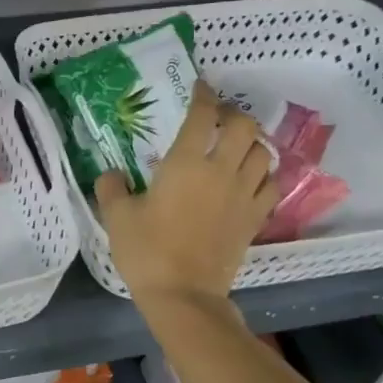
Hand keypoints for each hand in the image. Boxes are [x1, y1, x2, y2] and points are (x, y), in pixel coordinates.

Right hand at [95, 82, 278, 306]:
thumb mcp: (117, 217)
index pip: (203, 115)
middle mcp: (221, 170)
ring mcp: (244, 194)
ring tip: (235, 147)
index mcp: (186, 163)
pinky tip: (249, 179)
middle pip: (244, 127)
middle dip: (233, 115)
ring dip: (252, 143)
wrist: (184, 295)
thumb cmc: (147, 251)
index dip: (203, 96)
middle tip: (217, 120)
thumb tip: (112, 173)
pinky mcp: (255, 218)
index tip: (199, 87)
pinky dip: (263, 174)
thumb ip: (112, 187)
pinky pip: (270, 184)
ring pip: (263, 153)